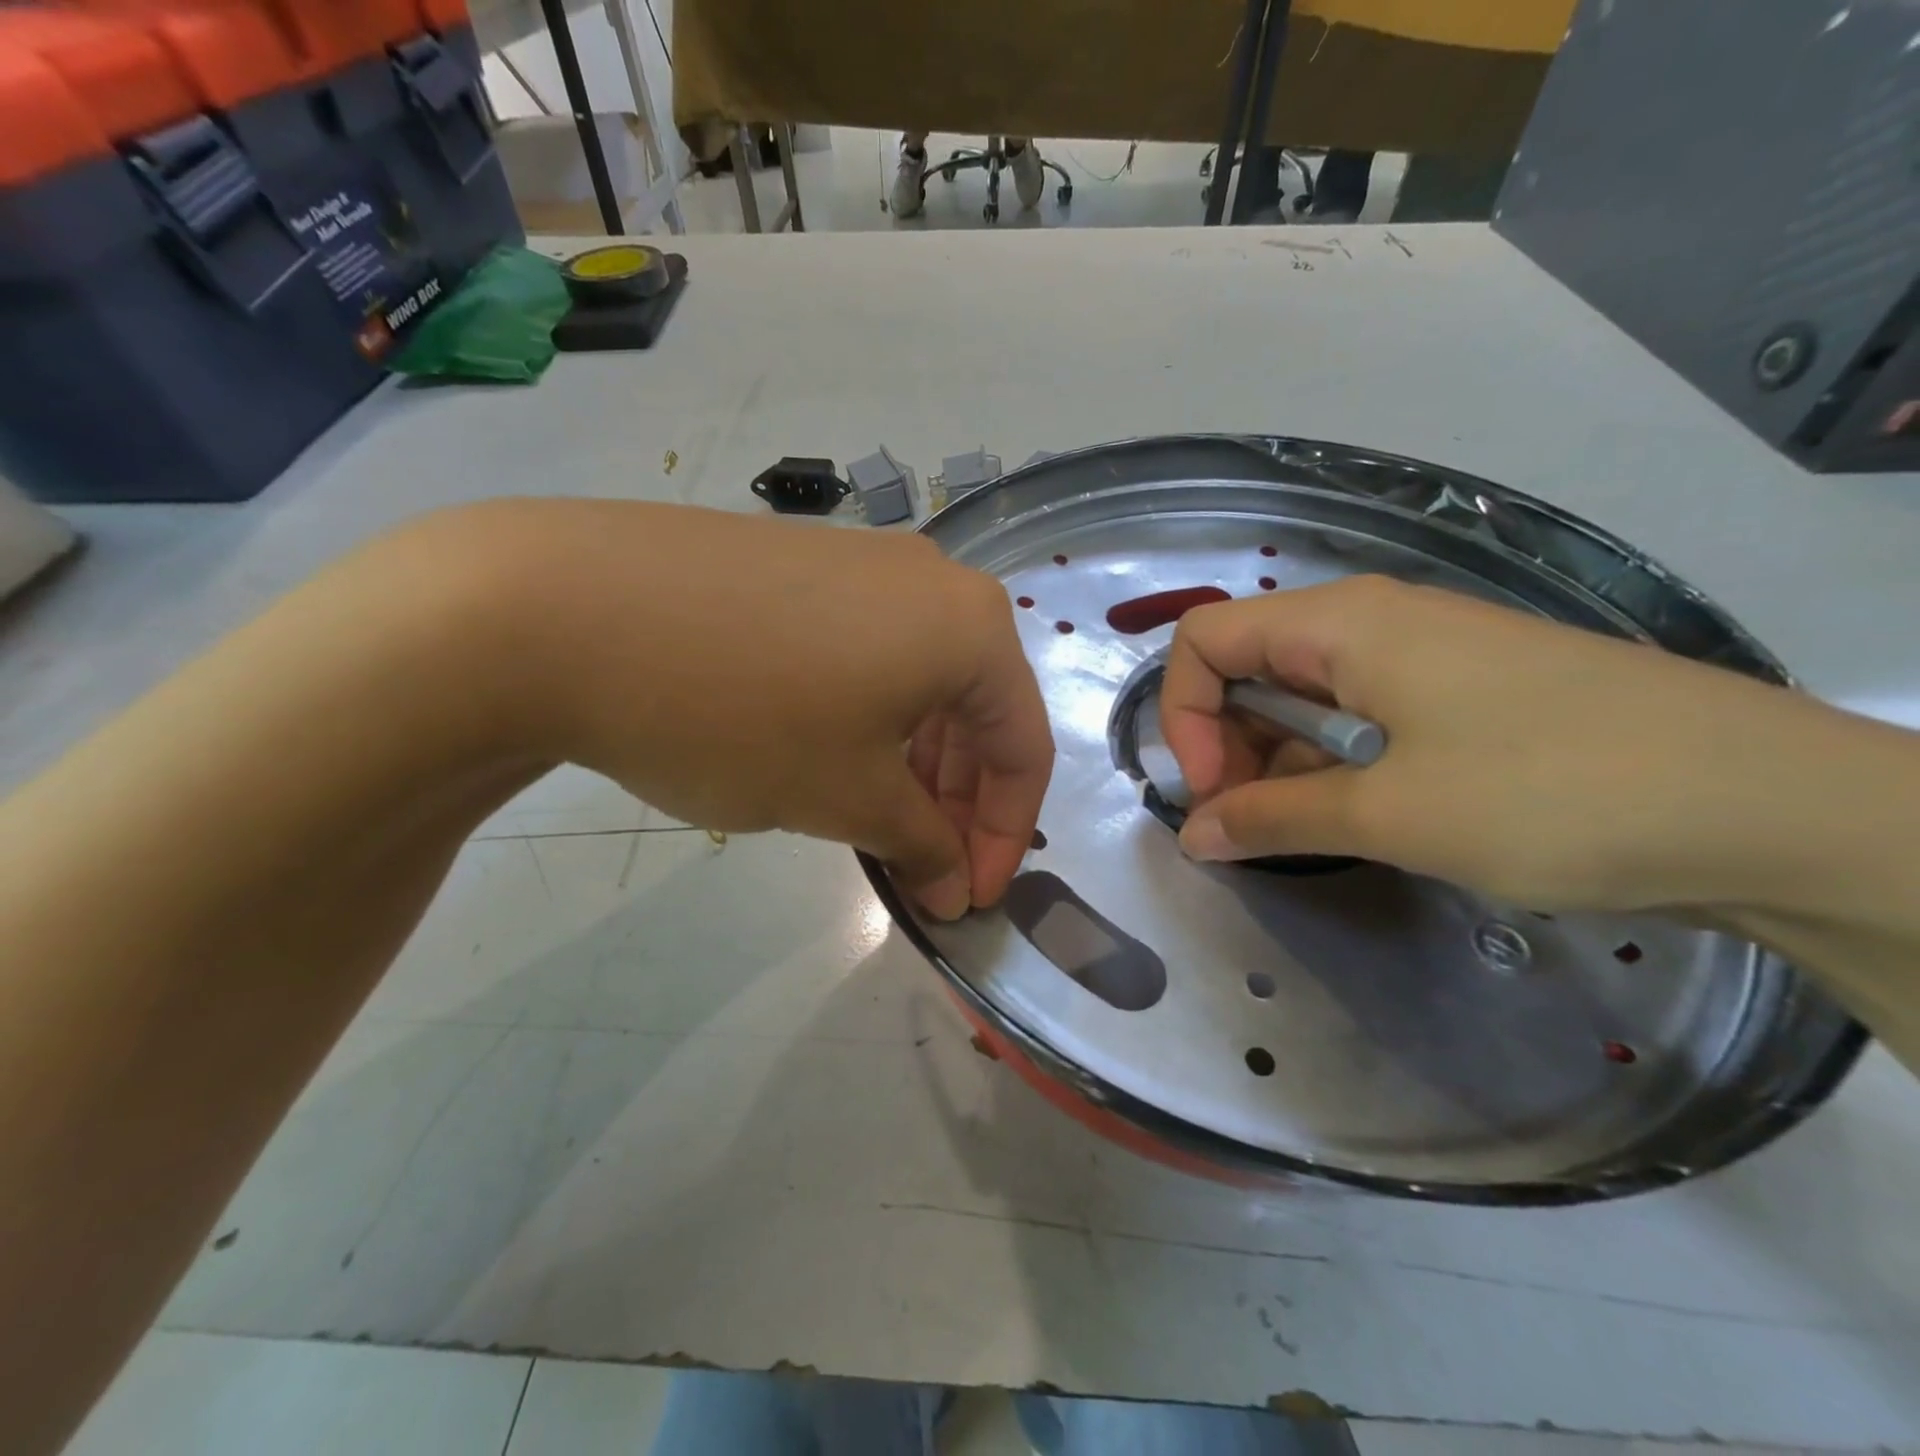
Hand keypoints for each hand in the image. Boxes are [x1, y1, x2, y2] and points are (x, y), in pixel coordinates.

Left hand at [444, 501, 1052, 917]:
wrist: (561, 609)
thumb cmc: (739, 714)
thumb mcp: (845, 796)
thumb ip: (920, 844)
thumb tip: (953, 887)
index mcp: (971, 626)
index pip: (1023, 747)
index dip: (1003, 836)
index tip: (968, 900)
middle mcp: (932, 580)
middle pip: (977, 708)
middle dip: (959, 801)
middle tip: (924, 868)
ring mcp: (863, 561)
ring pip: (921, 680)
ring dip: (915, 761)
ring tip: (877, 819)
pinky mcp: (802, 562)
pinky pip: (869, 651)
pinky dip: (871, 716)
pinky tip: (829, 751)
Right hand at [1158, 575, 1885, 915]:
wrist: (1776, 809)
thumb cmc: (1555, 792)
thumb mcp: (1391, 814)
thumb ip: (1273, 818)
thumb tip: (1191, 837)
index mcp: (1341, 623)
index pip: (1205, 640)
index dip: (1183, 714)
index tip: (1209, 791)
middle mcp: (1371, 623)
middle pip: (1248, 665)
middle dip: (1224, 742)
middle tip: (1242, 822)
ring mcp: (1421, 657)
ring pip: (1302, 695)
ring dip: (1274, 759)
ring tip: (1290, 830)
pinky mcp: (1460, 695)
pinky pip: (1358, 717)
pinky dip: (1329, 764)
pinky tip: (1346, 817)